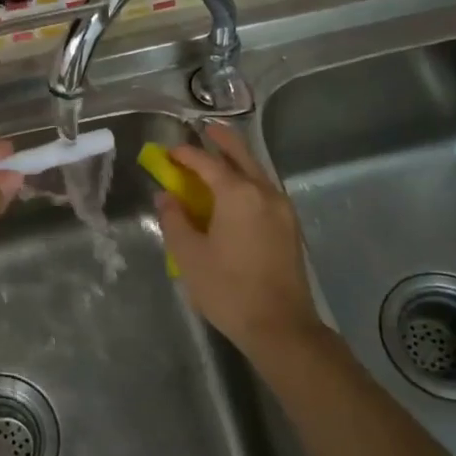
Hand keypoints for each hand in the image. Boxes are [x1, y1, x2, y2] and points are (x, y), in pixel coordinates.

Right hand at [157, 124, 329, 361]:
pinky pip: (264, 191)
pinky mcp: (289, 227)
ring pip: (257, 172)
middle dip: (222, 141)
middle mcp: (264, 192)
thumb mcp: (189, 255)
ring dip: (237, 161)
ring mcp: (282, 209)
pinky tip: (236, 194)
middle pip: (241, 155)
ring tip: (218, 158)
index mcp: (238, 194)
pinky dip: (247, 181)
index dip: (185, 154)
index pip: (207, 162)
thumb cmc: (228, 289)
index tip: (168, 152)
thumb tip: (166, 196)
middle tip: (205, 130)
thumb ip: (174, 220)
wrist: (280, 326)